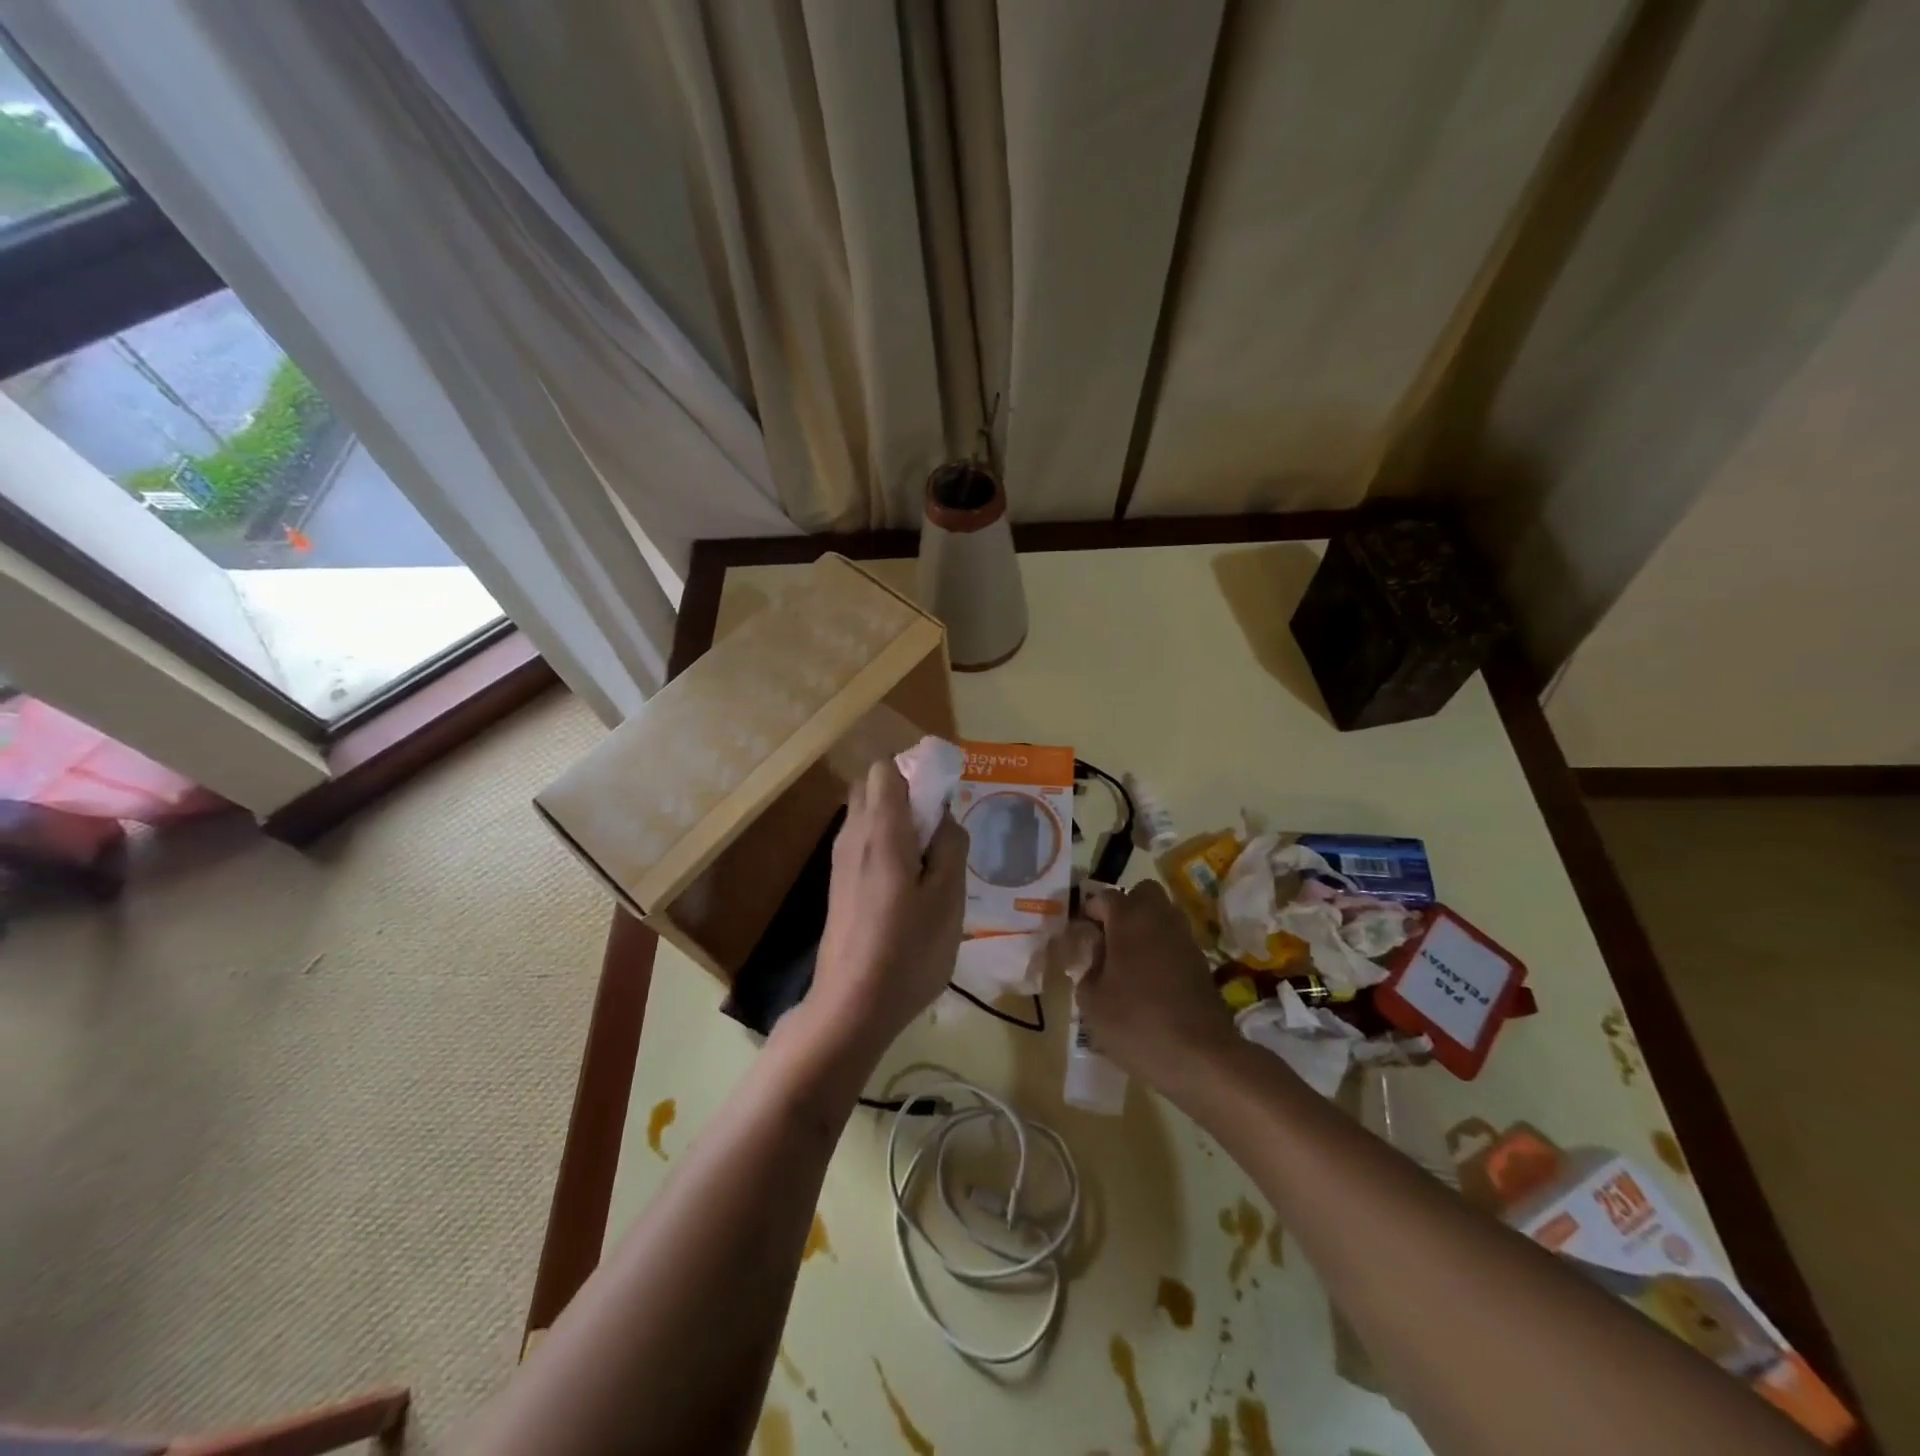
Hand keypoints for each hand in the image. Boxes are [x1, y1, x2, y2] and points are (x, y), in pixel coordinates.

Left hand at [808, 758, 966, 1052]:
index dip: (916, 768)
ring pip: (866, 814)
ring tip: (931, 854)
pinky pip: (862, 841)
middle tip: (941, 823)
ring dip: (897, 818)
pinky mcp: (838, 885)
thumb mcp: (948, 898)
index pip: (885, 768)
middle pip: (872, 786)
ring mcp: (840, 861)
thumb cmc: (908, 950)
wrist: (852, 1005)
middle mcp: (853, 836)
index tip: (944, 791)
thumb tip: (945, 818)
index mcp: (881, 831)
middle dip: (906, 789)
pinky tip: (910, 880)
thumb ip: (951, 846)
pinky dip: (885, 841)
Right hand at [1079, 880, 1236, 1090]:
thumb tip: (1096, 956)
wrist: (1200, 1057)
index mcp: (1129, 918)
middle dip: (1124, 908)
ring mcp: (1185, 939)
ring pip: (1162, 915)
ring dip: (1144, 928)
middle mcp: (1160, 918)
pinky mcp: (1201, 962)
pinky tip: (1149, 981)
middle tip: (1108, 940)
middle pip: (1142, 893)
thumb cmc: (1136, 1022)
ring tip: (1127, 962)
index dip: (1088, 913)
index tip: (1079, 936)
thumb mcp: (1091, 1000)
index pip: (1103, 897)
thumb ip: (1087, 968)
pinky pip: (1174, 941)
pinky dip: (1161, 950)